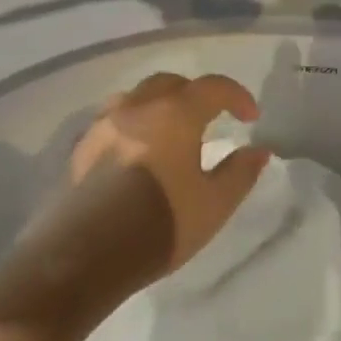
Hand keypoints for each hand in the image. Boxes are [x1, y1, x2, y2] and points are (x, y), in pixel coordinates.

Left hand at [67, 72, 271, 277]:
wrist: (86, 256)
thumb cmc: (160, 224)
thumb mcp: (214, 205)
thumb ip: (240, 172)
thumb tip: (258, 150)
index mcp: (175, 114)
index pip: (213, 87)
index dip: (237, 96)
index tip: (251, 118)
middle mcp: (137, 108)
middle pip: (170, 83)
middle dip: (195, 94)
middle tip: (210, 118)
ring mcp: (104, 125)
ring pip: (136, 97)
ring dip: (159, 104)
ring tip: (170, 131)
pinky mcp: (81, 148)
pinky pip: (113, 120)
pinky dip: (133, 124)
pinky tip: (138, 152)